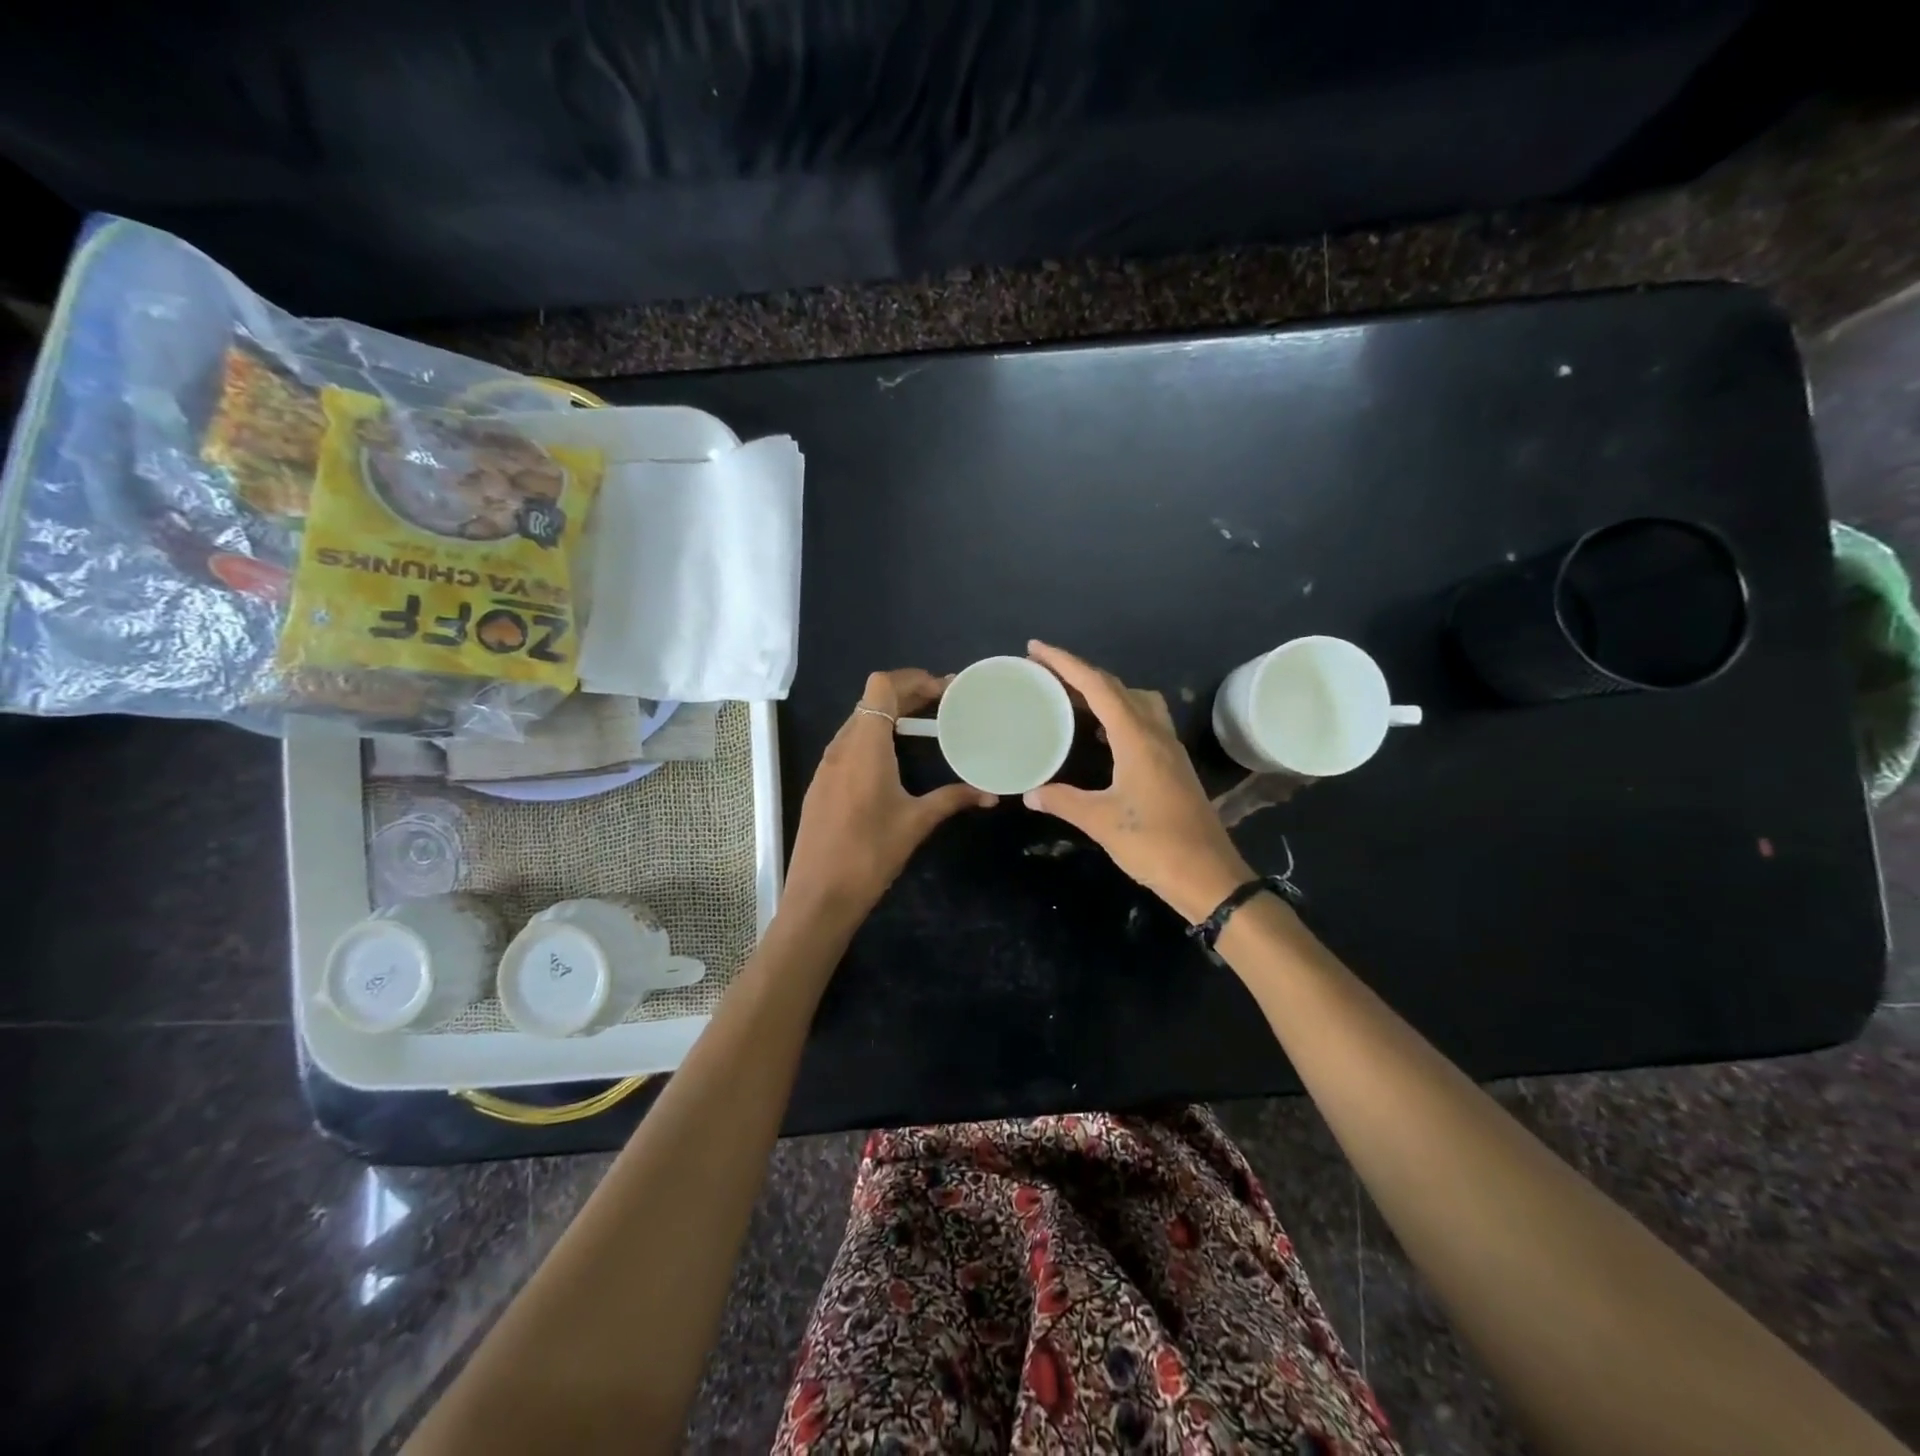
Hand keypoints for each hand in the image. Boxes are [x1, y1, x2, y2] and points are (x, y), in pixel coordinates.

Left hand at [783, 669, 996, 928]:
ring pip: (858, 722)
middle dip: (907, 694)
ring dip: (890, 716)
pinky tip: (895, 759)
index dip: (912, 679)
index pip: (881, 687)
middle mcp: (841, 746)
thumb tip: (992, 794)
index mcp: (864, 746)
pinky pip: (850, 744)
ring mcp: (826, 765)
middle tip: (944, 703)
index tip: (944, 690)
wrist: (819, 896)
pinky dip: (875, 737)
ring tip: (925, 726)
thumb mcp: (917, 823)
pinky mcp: (821, 784)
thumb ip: (953, 799)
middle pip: (871, 701)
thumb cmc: (870, 854)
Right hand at [1024, 640, 1252, 922]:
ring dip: (1103, 693)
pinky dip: (1117, 715)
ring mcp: (1169, 749)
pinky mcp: (1172, 766)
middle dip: (1081, 674)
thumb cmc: (1155, 844)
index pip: (1098, 686)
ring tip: (1071, 699)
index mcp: (1137, 738)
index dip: (1066, 663)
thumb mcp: (1101, 822)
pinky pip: (1142, 723)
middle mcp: (1156, 734)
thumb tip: (1030, 793)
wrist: (1209, 876)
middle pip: (1117, 688)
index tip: (1036, 649)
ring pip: (1135, 702)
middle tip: (1046, 673)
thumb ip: (1063, 801)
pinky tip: (1100, 735)